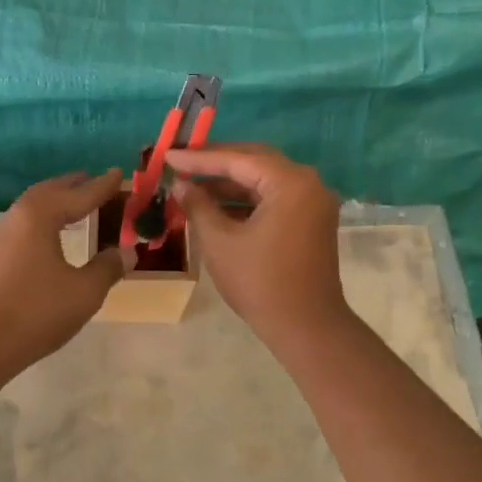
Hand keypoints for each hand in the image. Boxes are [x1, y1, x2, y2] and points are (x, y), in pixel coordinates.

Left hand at [0, 169, 134, 373]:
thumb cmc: (37, 311)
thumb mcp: (84, 291)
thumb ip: (108, 267)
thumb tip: (126, 252)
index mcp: (40, 216)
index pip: (79, 194)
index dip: (102, 186)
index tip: (119, 172)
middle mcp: (18, 217)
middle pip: (50, 192)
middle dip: (74, 185)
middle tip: (95, 180)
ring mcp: (1, 236)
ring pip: (34, 206)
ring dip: (57, 200)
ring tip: (76, 202)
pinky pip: (25, 223)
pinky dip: (45, 218)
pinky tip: (52, 233)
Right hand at [166, 144, 347, 345]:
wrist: (305, 326)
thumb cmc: (259, 282)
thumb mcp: (219, 241)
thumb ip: (198, 205)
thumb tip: (180, 184)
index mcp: (290, 183)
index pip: (238, 160)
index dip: (199, 158)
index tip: (168, 155)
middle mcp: (308, 183)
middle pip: (255, 161)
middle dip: (216, 163)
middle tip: (181, 160)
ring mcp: (313, 202)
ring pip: (264, 180)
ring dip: (229, 182)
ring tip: (192, 184)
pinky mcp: (311, 220)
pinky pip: (274, 197)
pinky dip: (246, 199)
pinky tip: (216, 204)